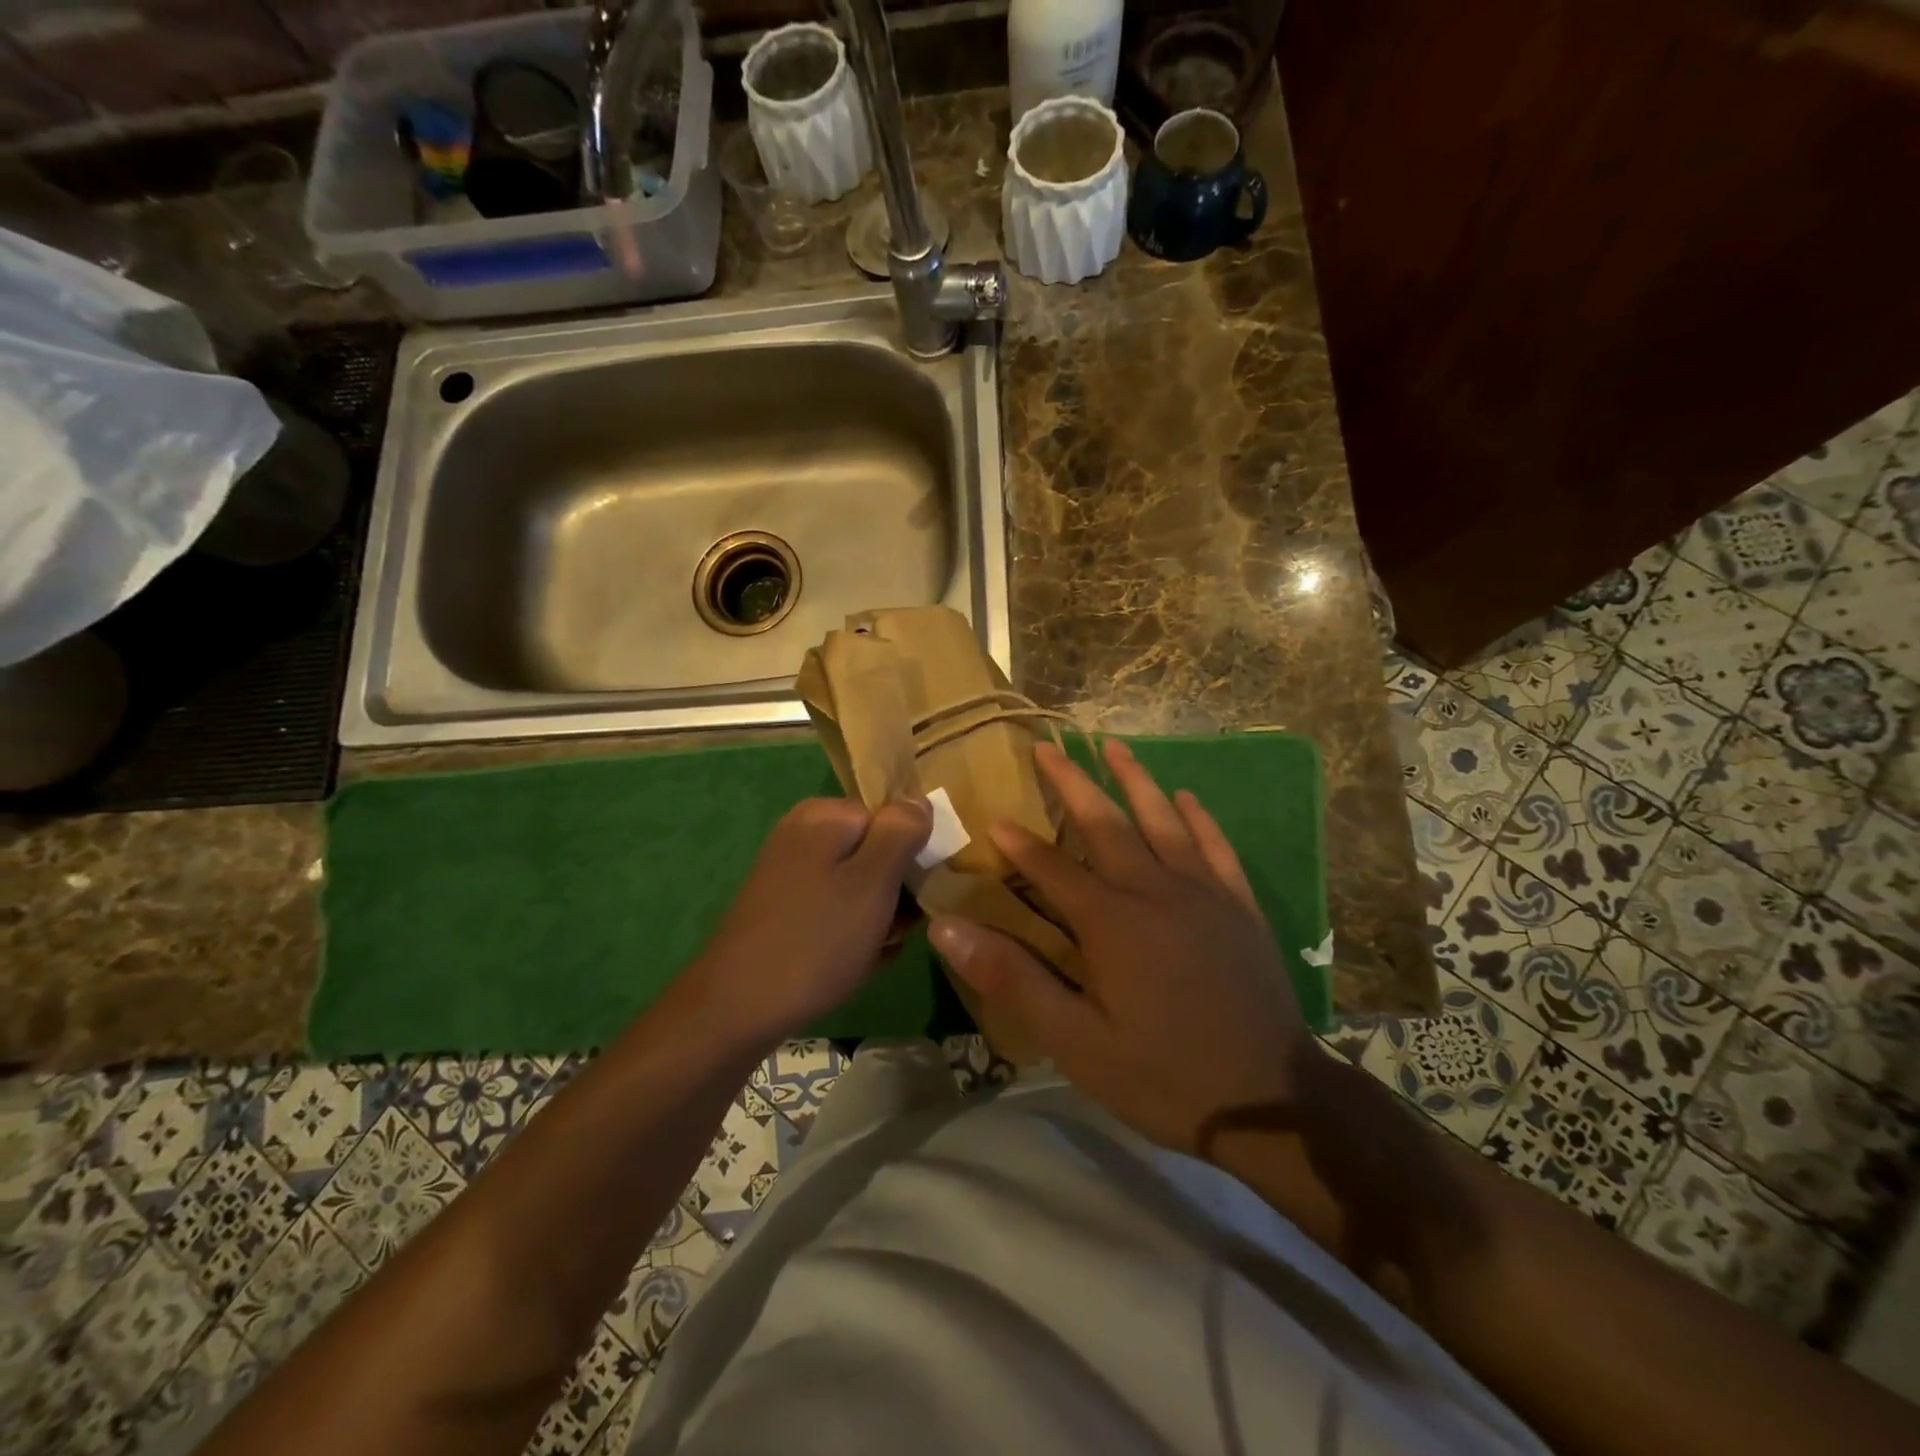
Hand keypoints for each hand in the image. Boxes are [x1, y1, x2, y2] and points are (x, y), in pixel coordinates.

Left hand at [692, 797, 930, 1044]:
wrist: (737, 1010)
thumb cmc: (816, 940)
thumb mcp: (872, 881)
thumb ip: (901, 832)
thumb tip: (919, 799)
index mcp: (825, 816)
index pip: (893, 818)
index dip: (914, 854)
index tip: (922, 894)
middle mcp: (803, 834)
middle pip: (875, 849)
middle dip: (897, 888)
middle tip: (901, 928)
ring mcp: (790, 872)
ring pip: (858, 883)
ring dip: (880, 914)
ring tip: (883, 948)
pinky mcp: (783, 908)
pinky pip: (834, 907)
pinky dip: (852, 930)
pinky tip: (860, 961)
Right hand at [928, 739, 1314, 1156]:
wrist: (1271, 1101)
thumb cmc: (1162, 1076)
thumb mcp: (1075, 1041)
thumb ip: (1012, 978)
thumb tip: (947, 929)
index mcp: (1111, 922)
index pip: (1052, 868)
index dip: (1020, 844)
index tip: (994, 818)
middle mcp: (1155, 891)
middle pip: (1106, 824)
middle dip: (1072, 783)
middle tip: (1048, 747)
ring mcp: (1204, 893)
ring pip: (1163, 820)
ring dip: (1134, 780)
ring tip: (1113, 746)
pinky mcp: (1240, 906)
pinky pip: (1216, 847)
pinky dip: (1199, 818)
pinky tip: (1186, 796)